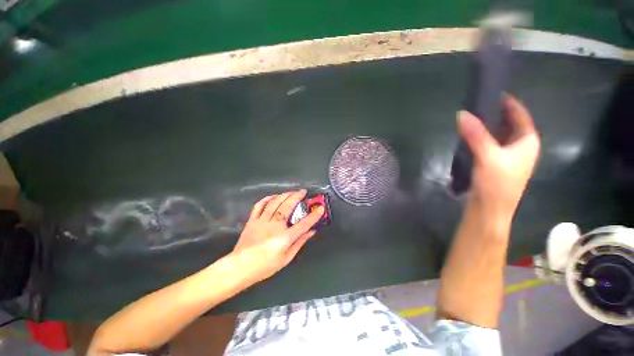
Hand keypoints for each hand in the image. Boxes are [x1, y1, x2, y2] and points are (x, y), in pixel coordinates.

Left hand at [228, 190, 324, 286]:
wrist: (239, 268)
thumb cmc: (265, 267)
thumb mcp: (286, 258)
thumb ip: (299, 242)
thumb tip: (312, 231)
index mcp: (284, 238)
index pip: (303, 224)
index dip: (314, 216)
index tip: (321, 208)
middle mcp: (274, 227)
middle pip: (287, 207)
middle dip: (297, 197)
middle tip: (303, 192)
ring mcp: (261, 221)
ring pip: (274, 203)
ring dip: (284, 195)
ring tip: (291, 192)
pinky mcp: (252, 220)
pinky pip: (259, 205)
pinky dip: (267, 198)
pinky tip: (274, 196)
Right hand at [458, 95, 539, 213]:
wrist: (489, 210)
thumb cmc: (497, 185)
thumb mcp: (488, 157)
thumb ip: (476, 135)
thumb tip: (462, 114)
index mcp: (527, 143)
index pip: (520, 115)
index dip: (508, 103)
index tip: (493, 91)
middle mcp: (519, 148)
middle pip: (508, 124)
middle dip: (494, 114)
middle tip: (476, 104)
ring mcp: (506, 157)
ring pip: (497, 135)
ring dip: (485, 127)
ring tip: (470, 118)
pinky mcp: (493, 164)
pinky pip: (488, 145)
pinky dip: (479, 138)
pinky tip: (467, 136)